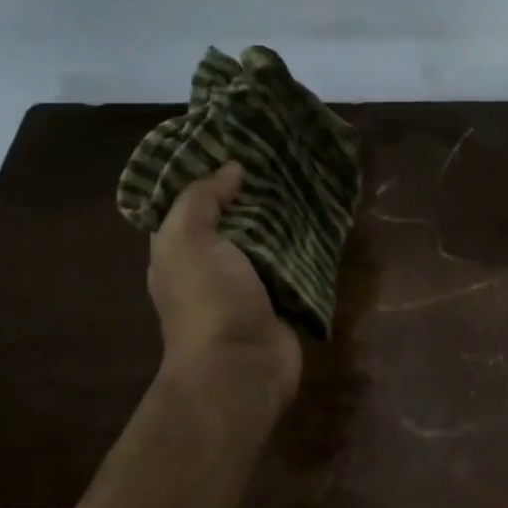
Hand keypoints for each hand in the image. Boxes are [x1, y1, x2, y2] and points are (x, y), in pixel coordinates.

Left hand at [148, 163, 302, 407]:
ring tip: (310, 174)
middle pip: (236, 215)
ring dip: (288, 213)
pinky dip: (309, 241)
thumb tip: (231, 169)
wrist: (242, 367)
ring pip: (270, 236)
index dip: (211, 171)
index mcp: (181, 247)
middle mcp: (214, 261)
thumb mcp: (188, 240)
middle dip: (257, 188)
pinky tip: (326, 213)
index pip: (192, 200)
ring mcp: (251, 280)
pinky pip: (297, 259)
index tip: (239, 140)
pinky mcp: (285, 295)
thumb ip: (202, 199)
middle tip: (285, 152)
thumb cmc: (209, 300)